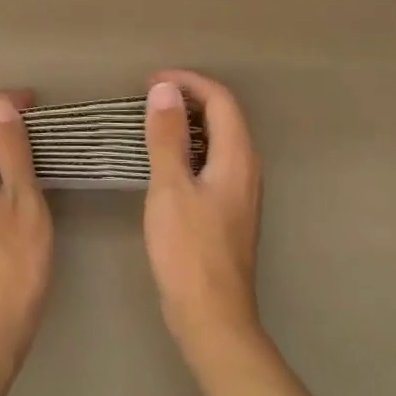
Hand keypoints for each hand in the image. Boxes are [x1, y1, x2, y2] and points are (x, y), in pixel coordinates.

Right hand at [143, 70, 264, 350]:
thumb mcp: (170, 188)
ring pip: (219, 141)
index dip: (189, 82)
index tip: (151, 80)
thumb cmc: (189, 249)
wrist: (211, 315)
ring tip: (153, 120)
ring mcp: (240, 193)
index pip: (221, 100)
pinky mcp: (228, 212)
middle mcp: (246, 170)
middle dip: (190, 97)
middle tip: (149, 95)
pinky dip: (189, 149)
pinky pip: (212, 163)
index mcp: (237, 158)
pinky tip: (166, 161)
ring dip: (189, 123)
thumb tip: (165, 90)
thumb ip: (167, 137)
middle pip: (225, 117)